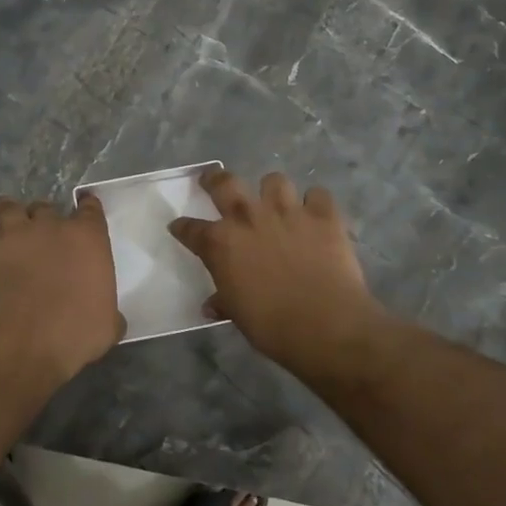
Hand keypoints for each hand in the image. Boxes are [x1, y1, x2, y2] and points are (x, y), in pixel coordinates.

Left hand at [0, 186, 123, 381]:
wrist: (27, 341)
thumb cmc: (75, 333)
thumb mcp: (108, 326)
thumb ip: (109, 312)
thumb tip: (111, 317)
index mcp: (87, 237)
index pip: (90, 209)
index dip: (86, 207)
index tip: (85, 208)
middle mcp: (51, 224)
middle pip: (45, 207)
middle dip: (43, 218)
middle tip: (40, 235)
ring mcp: (15, 231)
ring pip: (8, 206)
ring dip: (8, 211)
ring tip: (6, 218)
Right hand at [168, 168, 384, 368]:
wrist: (326, 326)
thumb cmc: (272, 326)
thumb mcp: (238, 315)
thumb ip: (224, 301)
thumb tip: (212, 305)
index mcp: (221, 243)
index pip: (190, 229)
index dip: (182, 228)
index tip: (178, 226)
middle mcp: (249, 217)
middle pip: (224, 183)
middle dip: (214, 179)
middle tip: (213, 180)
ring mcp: (287, 211)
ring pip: (274, 181)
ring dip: (272, 191)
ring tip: (276, 203)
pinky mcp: (323, 215)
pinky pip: (317, 195)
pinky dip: (315, 203)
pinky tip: (316, 215)